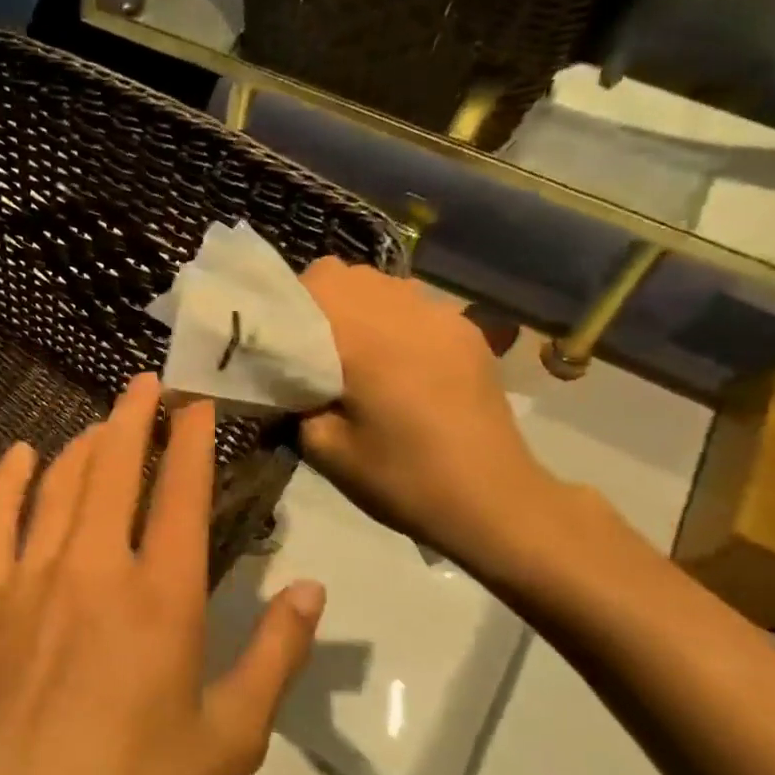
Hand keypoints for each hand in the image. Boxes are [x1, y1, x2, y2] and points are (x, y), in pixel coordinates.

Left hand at [0, 376, 324, 774]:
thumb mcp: (230, 739)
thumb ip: (276, 656)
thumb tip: (310, 590)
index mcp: (162, 596)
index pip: (181, 492)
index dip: (190, 441)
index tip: (196, 405)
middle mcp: (96, 567)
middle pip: (115, 468)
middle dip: (134, 417)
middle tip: (147, 383)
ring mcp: (31, 577)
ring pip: (60, 484)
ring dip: (84, 443)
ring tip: (102, 421)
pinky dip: (7, 480)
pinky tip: (19, 454)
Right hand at [300, 259, 570, 568]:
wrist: (492, 500)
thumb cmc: (401, 478)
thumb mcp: (325, 450)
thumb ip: (294, 401)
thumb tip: (286, 378)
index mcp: (364, 336)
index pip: (315, 281)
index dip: (290, 304)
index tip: (282, 342)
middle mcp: (403, 310)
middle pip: (348, 275)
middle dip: (322, 304)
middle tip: (315, 352)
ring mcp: (442, 316)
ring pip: (384, 286)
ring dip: (361, 310)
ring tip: (359, 357)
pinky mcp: (467, 331)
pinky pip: (417, 307)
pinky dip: (396, 323)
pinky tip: (401, 367)